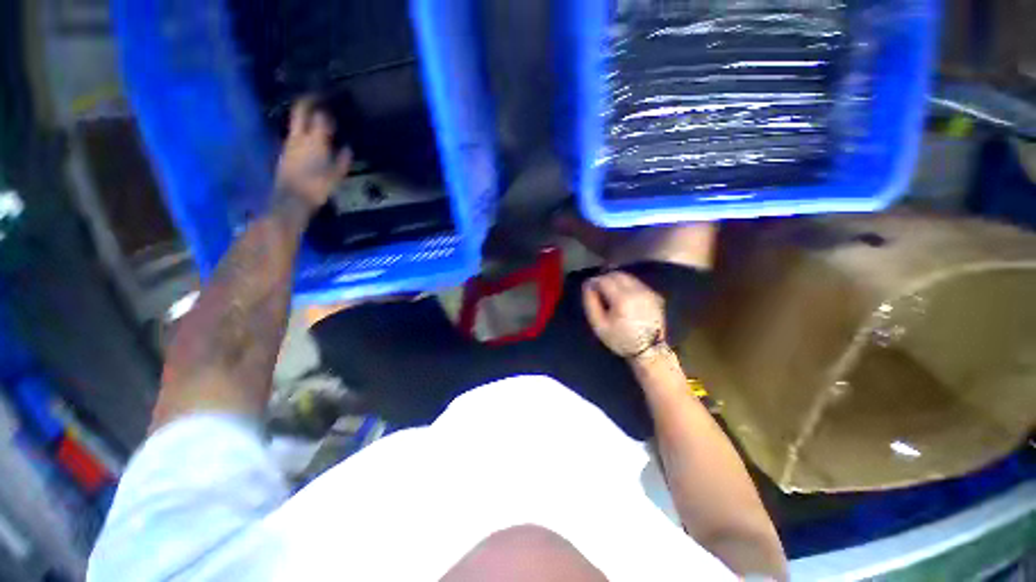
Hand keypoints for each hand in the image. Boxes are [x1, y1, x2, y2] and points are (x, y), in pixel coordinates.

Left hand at [275, 98, 351, 210]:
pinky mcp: (284, 150)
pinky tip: (308, 135)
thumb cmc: (318, 187)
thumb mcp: (337, 175)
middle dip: (308, 100)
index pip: (320, 116)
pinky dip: (301, 129)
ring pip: (296, 121)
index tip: (332, 103)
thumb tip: (347, 147)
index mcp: (315, 141)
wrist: (292, 198)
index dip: (325, 107)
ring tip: (315, 115)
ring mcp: (289, 142)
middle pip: (301, 111)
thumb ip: (343, 159)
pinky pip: (294, 133)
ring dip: (304, 115)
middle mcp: (299, 137)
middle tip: (317, 96)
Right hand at [582, 271, 667, 360]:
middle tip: (598, 290)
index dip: (594, 281)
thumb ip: (590, 302)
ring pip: (628, 277)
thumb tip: (587, 285)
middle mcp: (637, 291)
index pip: (604, 279)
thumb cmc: (620, 339)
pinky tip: (623, 297)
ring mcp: (647, 292)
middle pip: (617, 275)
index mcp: (622, 298)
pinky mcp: (654, 295)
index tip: (588, 288)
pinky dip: (627, 285)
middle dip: (605, 278)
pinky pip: (636, 284)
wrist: (648, 350)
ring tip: (610, 293)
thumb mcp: (598, 324)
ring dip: (616, 280)